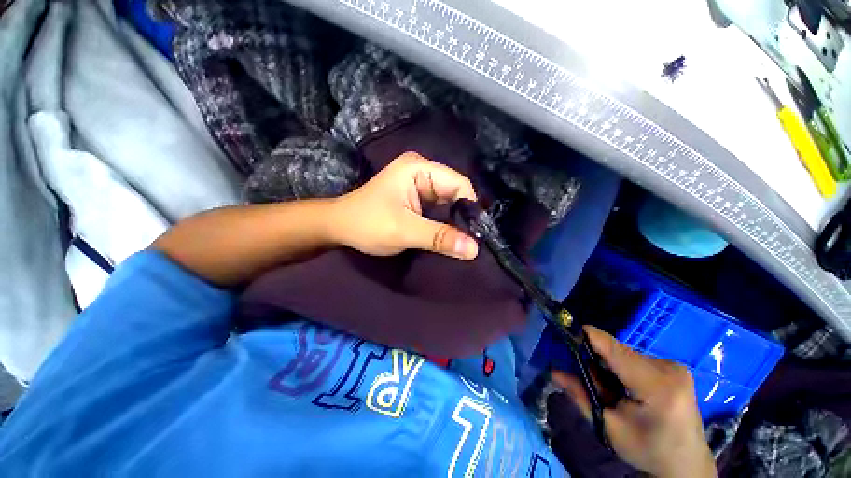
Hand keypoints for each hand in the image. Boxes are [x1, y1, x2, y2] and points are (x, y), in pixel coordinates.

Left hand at [328, 152, 478, 259]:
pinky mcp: (417, 199)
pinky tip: (450, 237)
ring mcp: (420, 185)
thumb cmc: (367, 224)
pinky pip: (440, 210)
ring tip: (463, 242)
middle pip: (455, 193)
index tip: (476, 234)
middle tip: (471, 242)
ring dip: (455, 222)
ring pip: (449, 203)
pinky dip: (445, 224)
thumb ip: (439, 238)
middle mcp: (423, 171)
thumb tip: (474, 249)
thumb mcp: (404, 231)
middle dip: (462, 217)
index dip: (469, 208)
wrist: (339, 228)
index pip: (459, 184)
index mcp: (419, 168)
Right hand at [552, 327, 715, 477]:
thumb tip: (554, 372)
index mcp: (657, 386)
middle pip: (618, 351)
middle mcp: (669, 368)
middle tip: (589, 380)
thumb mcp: (610, 428)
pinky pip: (636, 358)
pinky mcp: (674, 367)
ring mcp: (674, 366)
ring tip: (610, 388)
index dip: (588, 337)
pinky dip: (623, 368)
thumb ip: (581, 397)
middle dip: (598, 360)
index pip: (615, 349)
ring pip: (626, 353)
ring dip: (610, 365)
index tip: (565, 332)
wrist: (686, 464)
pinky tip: (626, 386)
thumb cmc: (648, 450)